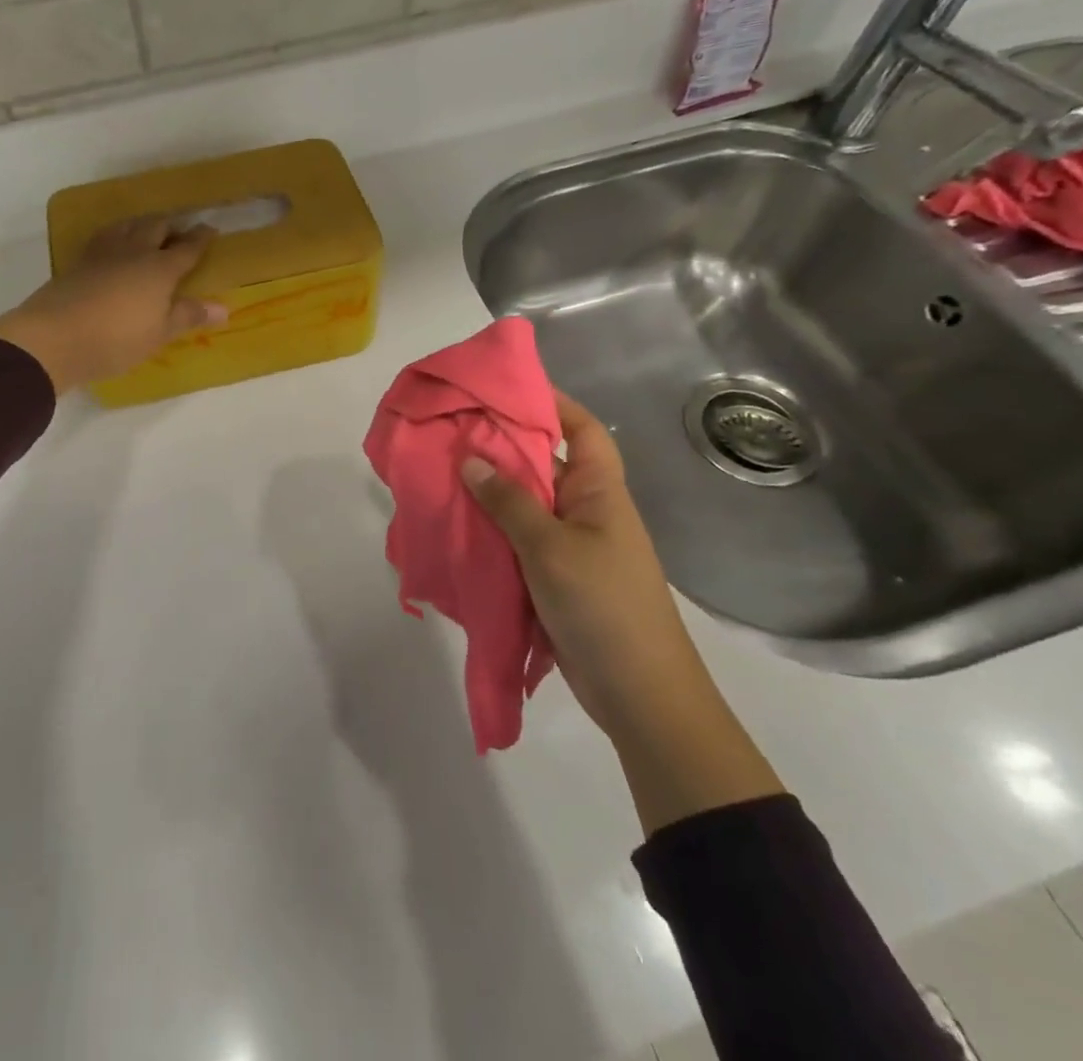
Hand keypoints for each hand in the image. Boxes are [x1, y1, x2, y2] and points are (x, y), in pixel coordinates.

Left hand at [0, 216, 228, 394]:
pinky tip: (113, 244)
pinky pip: (103, 237)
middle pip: (155, 227)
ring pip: (126, 225)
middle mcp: (133, 252)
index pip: (187, 248)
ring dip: (141, 223)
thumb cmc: (117, 339)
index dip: (200, 239)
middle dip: (171, 225)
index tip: (210, 229)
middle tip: (180, 230)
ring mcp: (102, 254)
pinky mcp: (78, 262)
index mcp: (160, 268)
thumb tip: (224, 308)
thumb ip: (189, 315)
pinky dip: (116, 234)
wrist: (54, 338)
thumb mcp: (159, 333)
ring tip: (147, 229)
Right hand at [463, 390, 782, 833]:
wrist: (639, 695)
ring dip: (490, 490)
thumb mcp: (551, 548)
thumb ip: (509, 502)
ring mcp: (570, 544)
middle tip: (453, 429)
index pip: (582, 429)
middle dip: (503, 445)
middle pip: (545, 463)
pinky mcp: (554, 576)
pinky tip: (455, 524)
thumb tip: (470, 460)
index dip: (551, 402)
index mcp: (601, 491)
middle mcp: (586, 509)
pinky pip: (517, 540)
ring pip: (526, 503)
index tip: (504, 387)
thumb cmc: (604, 606)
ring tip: (443, 471)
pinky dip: (490, 530)